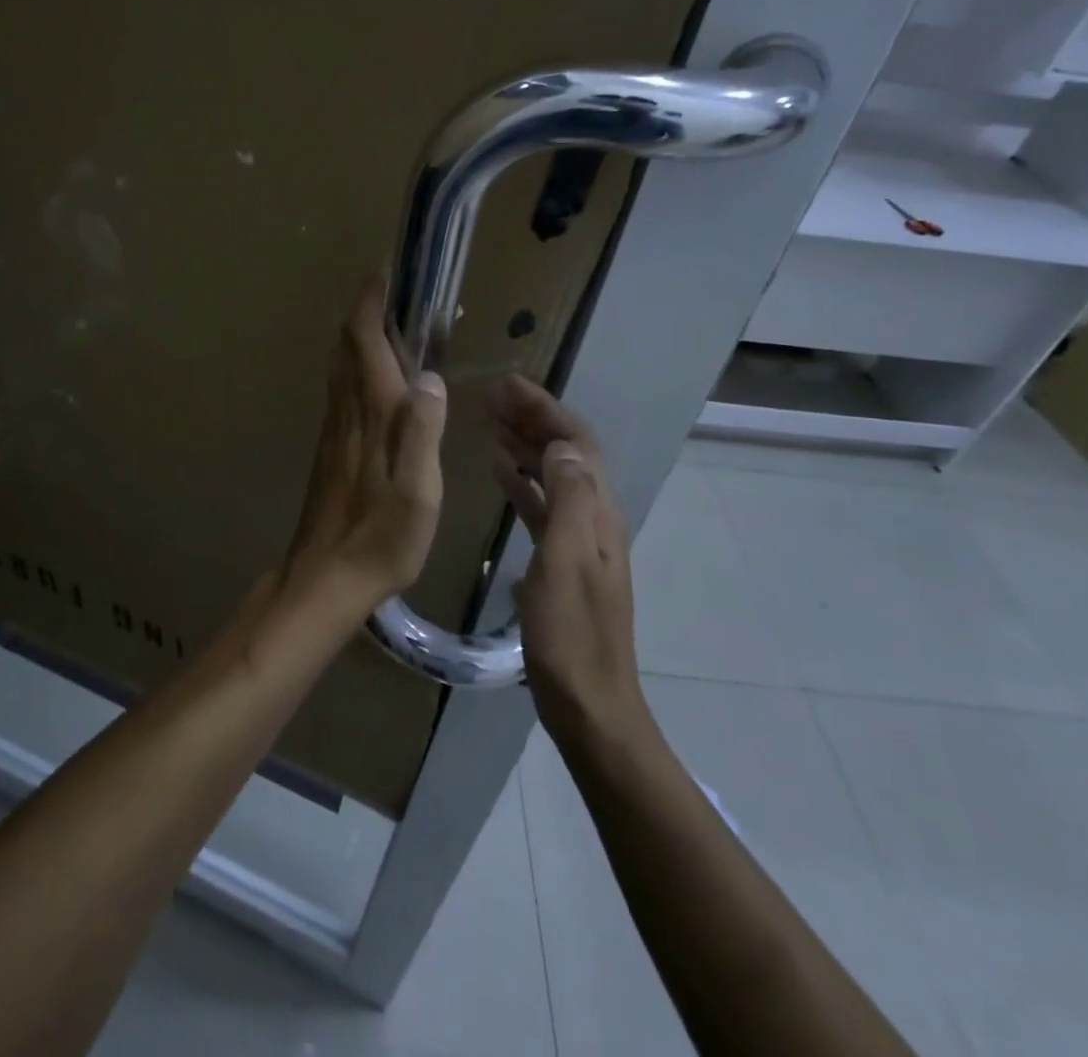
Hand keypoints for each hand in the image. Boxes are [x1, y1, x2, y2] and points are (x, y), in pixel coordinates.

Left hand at [283, 276, 447, 614]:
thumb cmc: (380, 539)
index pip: (363, 343)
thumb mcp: (418, 492)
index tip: (384, 274)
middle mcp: (346, 414)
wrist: (325, 578)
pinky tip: (371, 383)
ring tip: (386, 327)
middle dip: (363, 314)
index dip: (370, 304)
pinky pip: (340, 394)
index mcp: (371, 416)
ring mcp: (333, 433)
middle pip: (345, 349)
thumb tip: (428, 375)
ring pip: (339, 370)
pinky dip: (354, 370)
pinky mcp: (329, 452)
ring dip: (357, 340)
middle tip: (391, 294)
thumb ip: (422, 432)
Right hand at [488, 375, 641, 734]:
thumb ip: (566, 502)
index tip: (510, 385)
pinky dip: (523, 482)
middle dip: (533, 419)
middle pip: (566, 453)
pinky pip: (543, 505)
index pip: (577, 443)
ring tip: (490, 422)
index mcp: (597, 514)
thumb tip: (561, 445)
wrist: (590, 703)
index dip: (546, 410)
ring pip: (553, 475)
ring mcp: (579, 539)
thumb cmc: (572, 635)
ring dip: (526, 445)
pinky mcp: (562, 560)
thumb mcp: (565, 564)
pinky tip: (500, 473)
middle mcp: (593, 518)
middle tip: (492, 396)